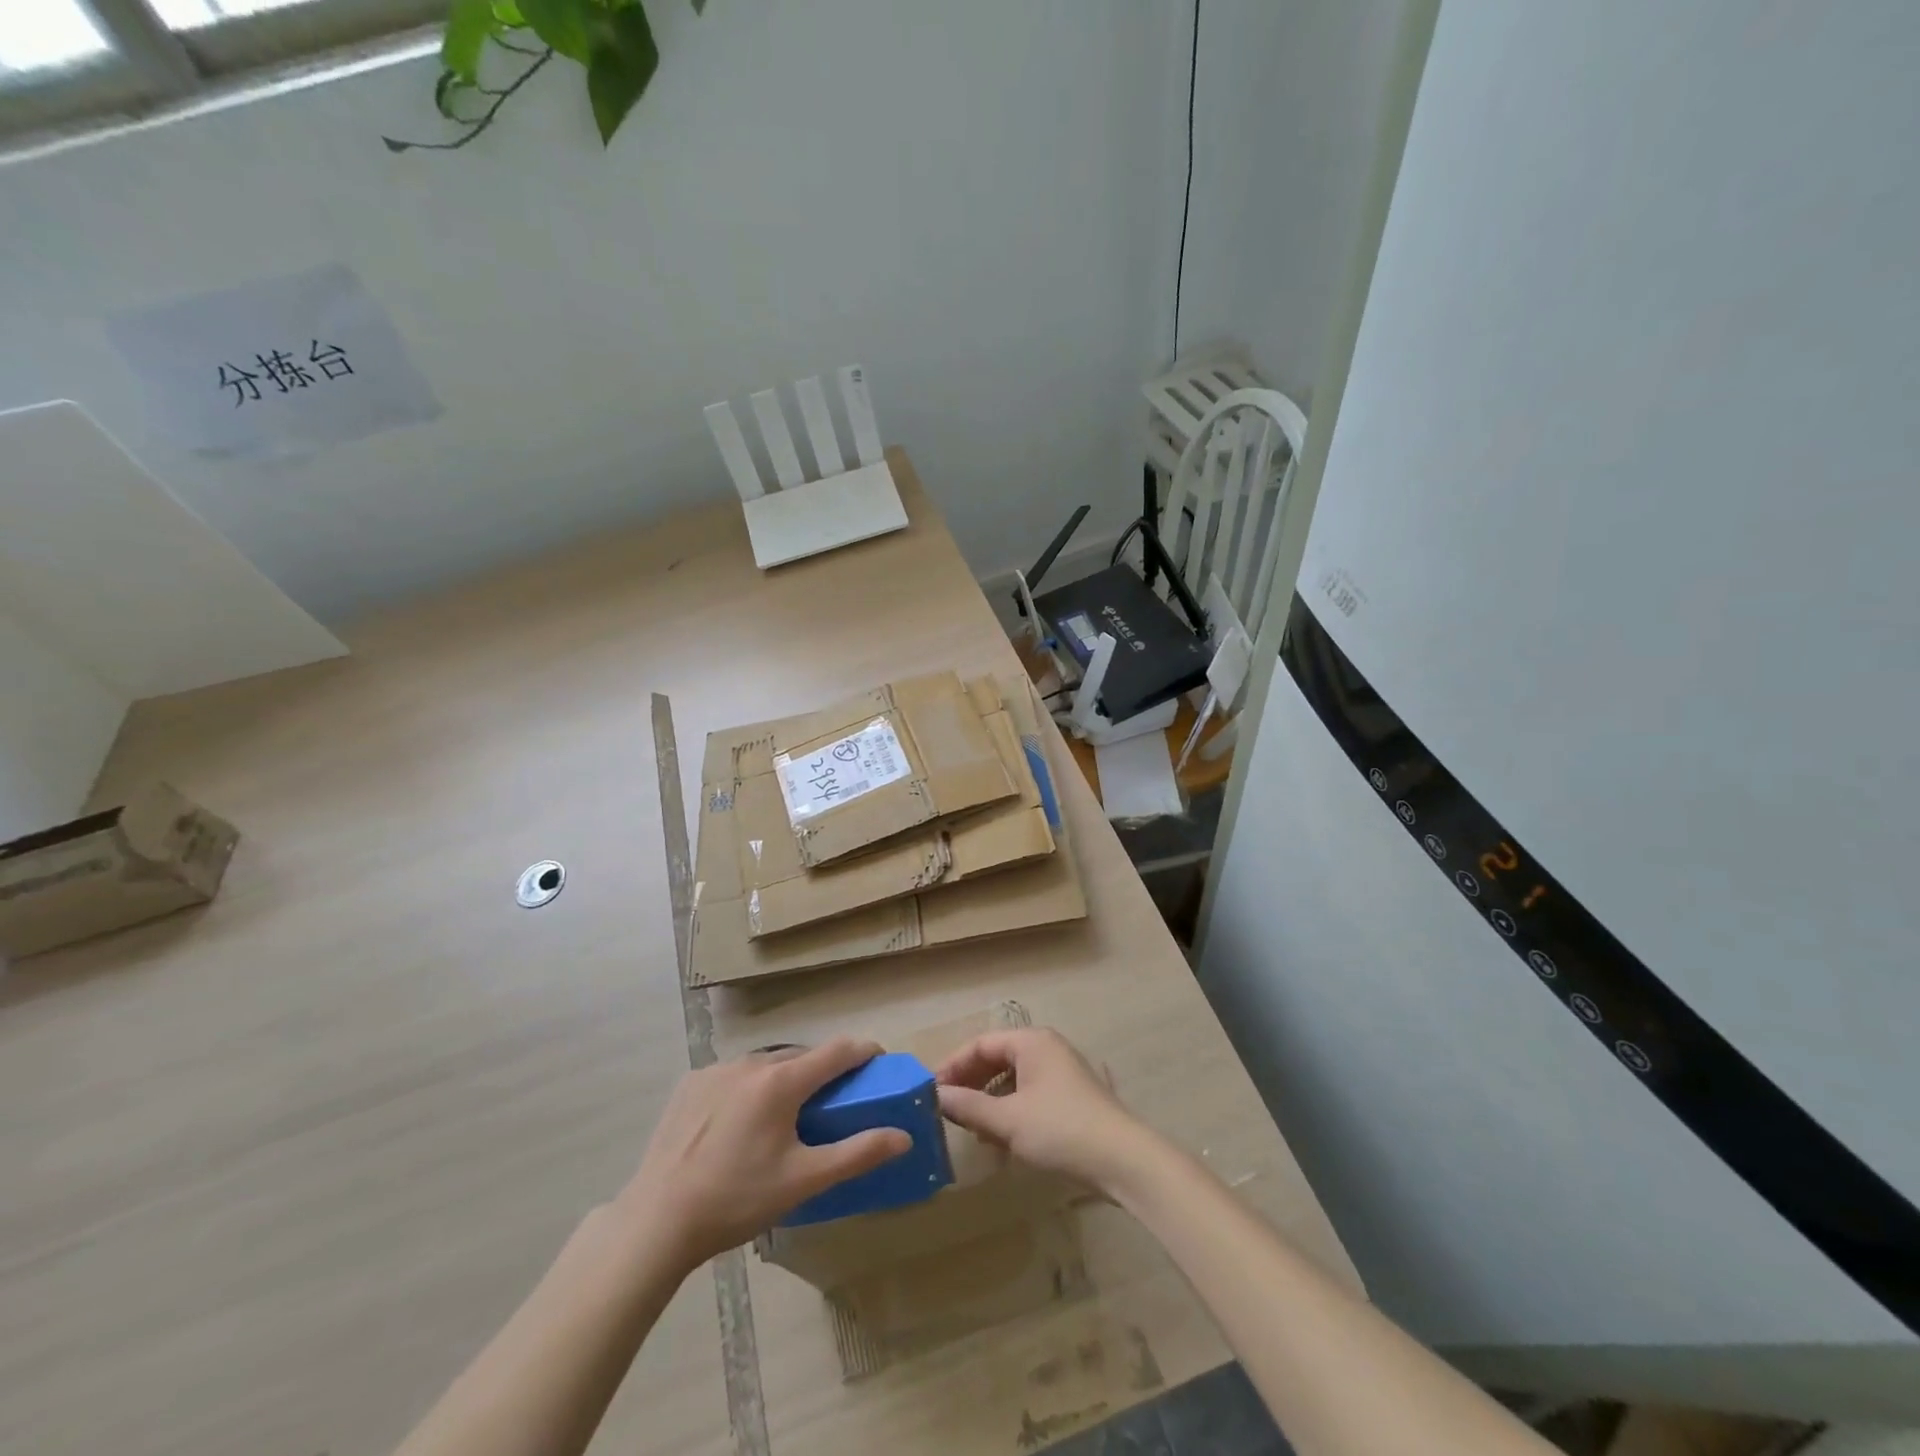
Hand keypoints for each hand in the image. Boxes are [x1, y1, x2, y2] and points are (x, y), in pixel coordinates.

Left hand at [616, 1038, 910, 1272]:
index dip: (864, 1052)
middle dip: (824, 1072)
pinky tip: (740, 1123)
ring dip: (785, 1078)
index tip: (878, 1062)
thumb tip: (902, 1136)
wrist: (658, 1220)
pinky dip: (749, 1088)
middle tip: (832, 1102)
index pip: (837, 1051)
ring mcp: (717, 1070)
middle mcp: (752, 1063)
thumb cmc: (738, 1200)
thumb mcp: (804, 1181)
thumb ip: (857, 1153)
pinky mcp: (691, 1083)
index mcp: (782, 1081)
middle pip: (801, 1056)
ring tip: (785, 1116)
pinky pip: (734, 1075)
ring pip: (766, 1064)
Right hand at [935, 1027, 1155, 1193]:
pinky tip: (1000, 1140)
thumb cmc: (1060, 1130)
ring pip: (1013, 1079)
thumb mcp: (1007, 1120)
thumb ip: (968, 1106)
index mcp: (1031, 1041)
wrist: (1123, 1160)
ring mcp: (1061, 1072)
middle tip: (946, 1110)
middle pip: (997, 1059)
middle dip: (970, 1084)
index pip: (980, 1044)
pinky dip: (1010, 1112)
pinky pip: (1029, 1095)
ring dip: (989, 1102)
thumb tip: (936, 1096)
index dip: (953, 1066)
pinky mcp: (1071, 1098)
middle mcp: (1046, 1048)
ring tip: (971, 1129)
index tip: (930, 1091)